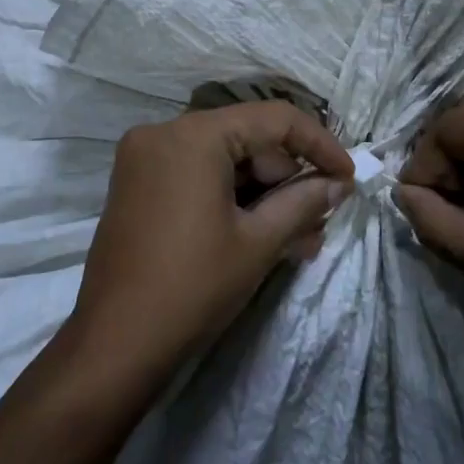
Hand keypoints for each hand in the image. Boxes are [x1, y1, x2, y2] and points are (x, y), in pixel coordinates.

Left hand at [70, 101, 354, 387]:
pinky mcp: (137, 185)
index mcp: (193, 135)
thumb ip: (304, 202)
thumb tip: (339, 184)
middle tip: (321, 219)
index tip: (348, 177)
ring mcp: (145, 159)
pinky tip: (262, 235)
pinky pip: (197, 177)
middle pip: (246, 139)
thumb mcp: (258, 243)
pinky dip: (231, 199)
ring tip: (300, 240)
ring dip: (264, 195)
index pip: (273, 119)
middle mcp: (164, 132)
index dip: (318, 144)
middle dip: (289, 179)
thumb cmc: (193, 287)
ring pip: (223, 162)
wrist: (115, 344)